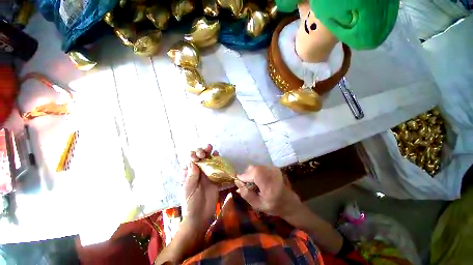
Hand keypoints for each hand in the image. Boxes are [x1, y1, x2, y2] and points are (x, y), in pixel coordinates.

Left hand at [182, 144, 218, 227]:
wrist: (201, 216)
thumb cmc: (191, 203)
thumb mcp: (188, 190)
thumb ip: (191, 176)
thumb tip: (193, 162)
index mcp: (188, 173)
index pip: (190, 160)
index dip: (193, 156)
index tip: (196, 157)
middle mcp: (197, 171)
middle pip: (199, 158)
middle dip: (201, 152)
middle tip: (204, 152)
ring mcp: (206, 174)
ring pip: (208, 160)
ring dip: (209, 153)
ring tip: (211, 148)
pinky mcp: (214, 177)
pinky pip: (216, 167)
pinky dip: (216, 160)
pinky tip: (217, 155)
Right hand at [235, 165, 302, 218]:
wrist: (288, 201)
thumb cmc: (273, 206)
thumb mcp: (257, 205)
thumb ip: (246, 194)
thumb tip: (237, 182)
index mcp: (269, 185)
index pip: (254, 173)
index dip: (244, 176)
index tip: (239, 182)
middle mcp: (272, 173)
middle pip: (253, 168)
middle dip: (247, 175)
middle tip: (248, 185)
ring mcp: (273, 169)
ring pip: (256, 167)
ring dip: (252, 174)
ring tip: (255, 183)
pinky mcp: (273, 167)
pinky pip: (260, 167)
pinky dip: (256, 172)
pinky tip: (260, 180)